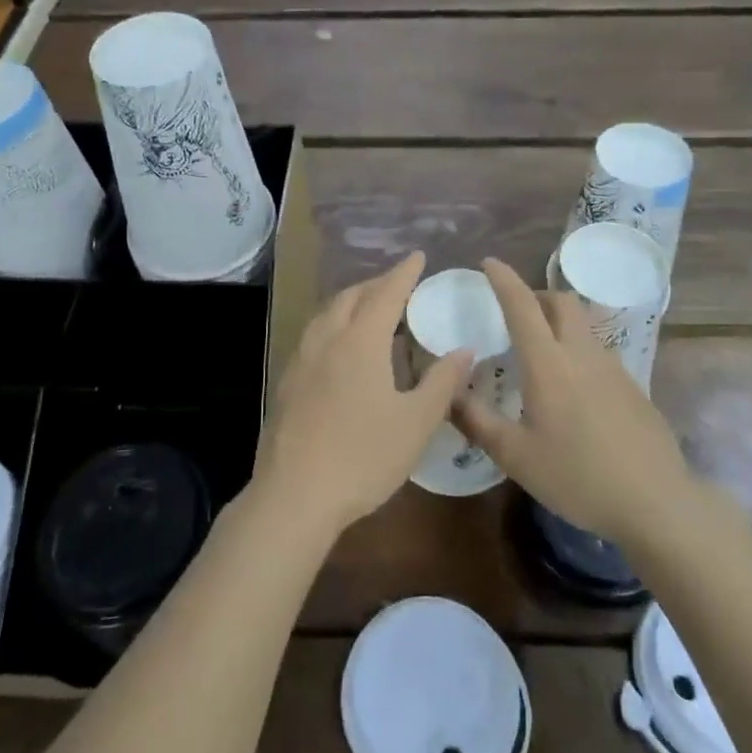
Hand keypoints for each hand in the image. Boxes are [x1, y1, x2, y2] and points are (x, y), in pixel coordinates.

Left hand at [254, 252, 472, 538]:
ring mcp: (301, 360)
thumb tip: (464, 350)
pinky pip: (313, 335)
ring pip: (326, 314)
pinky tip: (340, 348)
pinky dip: (333, 324)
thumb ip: (442, 382)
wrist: (294, 496)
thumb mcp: (416, 423)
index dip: (404, 273)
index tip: (418, 256)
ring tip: (369, 309)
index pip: (385, 294)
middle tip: (398, 283)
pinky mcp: (287, 383)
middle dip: (376, 284)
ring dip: (350, 301)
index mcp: (359, 342)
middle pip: (351, 297)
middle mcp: (326, 340)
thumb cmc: (363, 457)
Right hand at [455, 258, 691, 548]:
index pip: (522, 306)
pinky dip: (577, 352)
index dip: (504, 279)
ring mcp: (613, 368)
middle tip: (516, 312)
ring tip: (540, 355)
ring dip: (559, 324)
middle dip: (537, 295)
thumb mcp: (515, 456)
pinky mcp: (633, 387)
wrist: (655, 502)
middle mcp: (582, 354)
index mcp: (549, 364)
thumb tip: (448, 392)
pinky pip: (598, 353)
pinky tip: (572, 392)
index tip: (489, 262)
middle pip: (562, 302)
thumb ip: (476, 420)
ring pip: (583, 326)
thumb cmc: (577, 476)